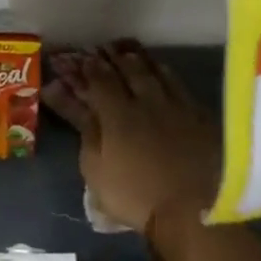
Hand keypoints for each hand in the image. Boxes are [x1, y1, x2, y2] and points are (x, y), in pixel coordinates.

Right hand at [42, 42, 220, 236]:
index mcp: (118, 113)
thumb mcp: (95, 167)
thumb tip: (59, 92)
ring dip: (139, 59)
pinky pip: (179, 84)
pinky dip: (165, 73)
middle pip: (129, 69)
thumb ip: (82, 125)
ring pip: (156, 71)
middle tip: (102, 49)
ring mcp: (178, 105)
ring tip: (128, 52)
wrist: (194, 212)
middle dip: (112, 57)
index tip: (77, 58)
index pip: (100, 79)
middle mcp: (148, 100)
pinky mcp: (201, 115)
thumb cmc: (135, 195)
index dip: (86, 66)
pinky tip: (162, 71)